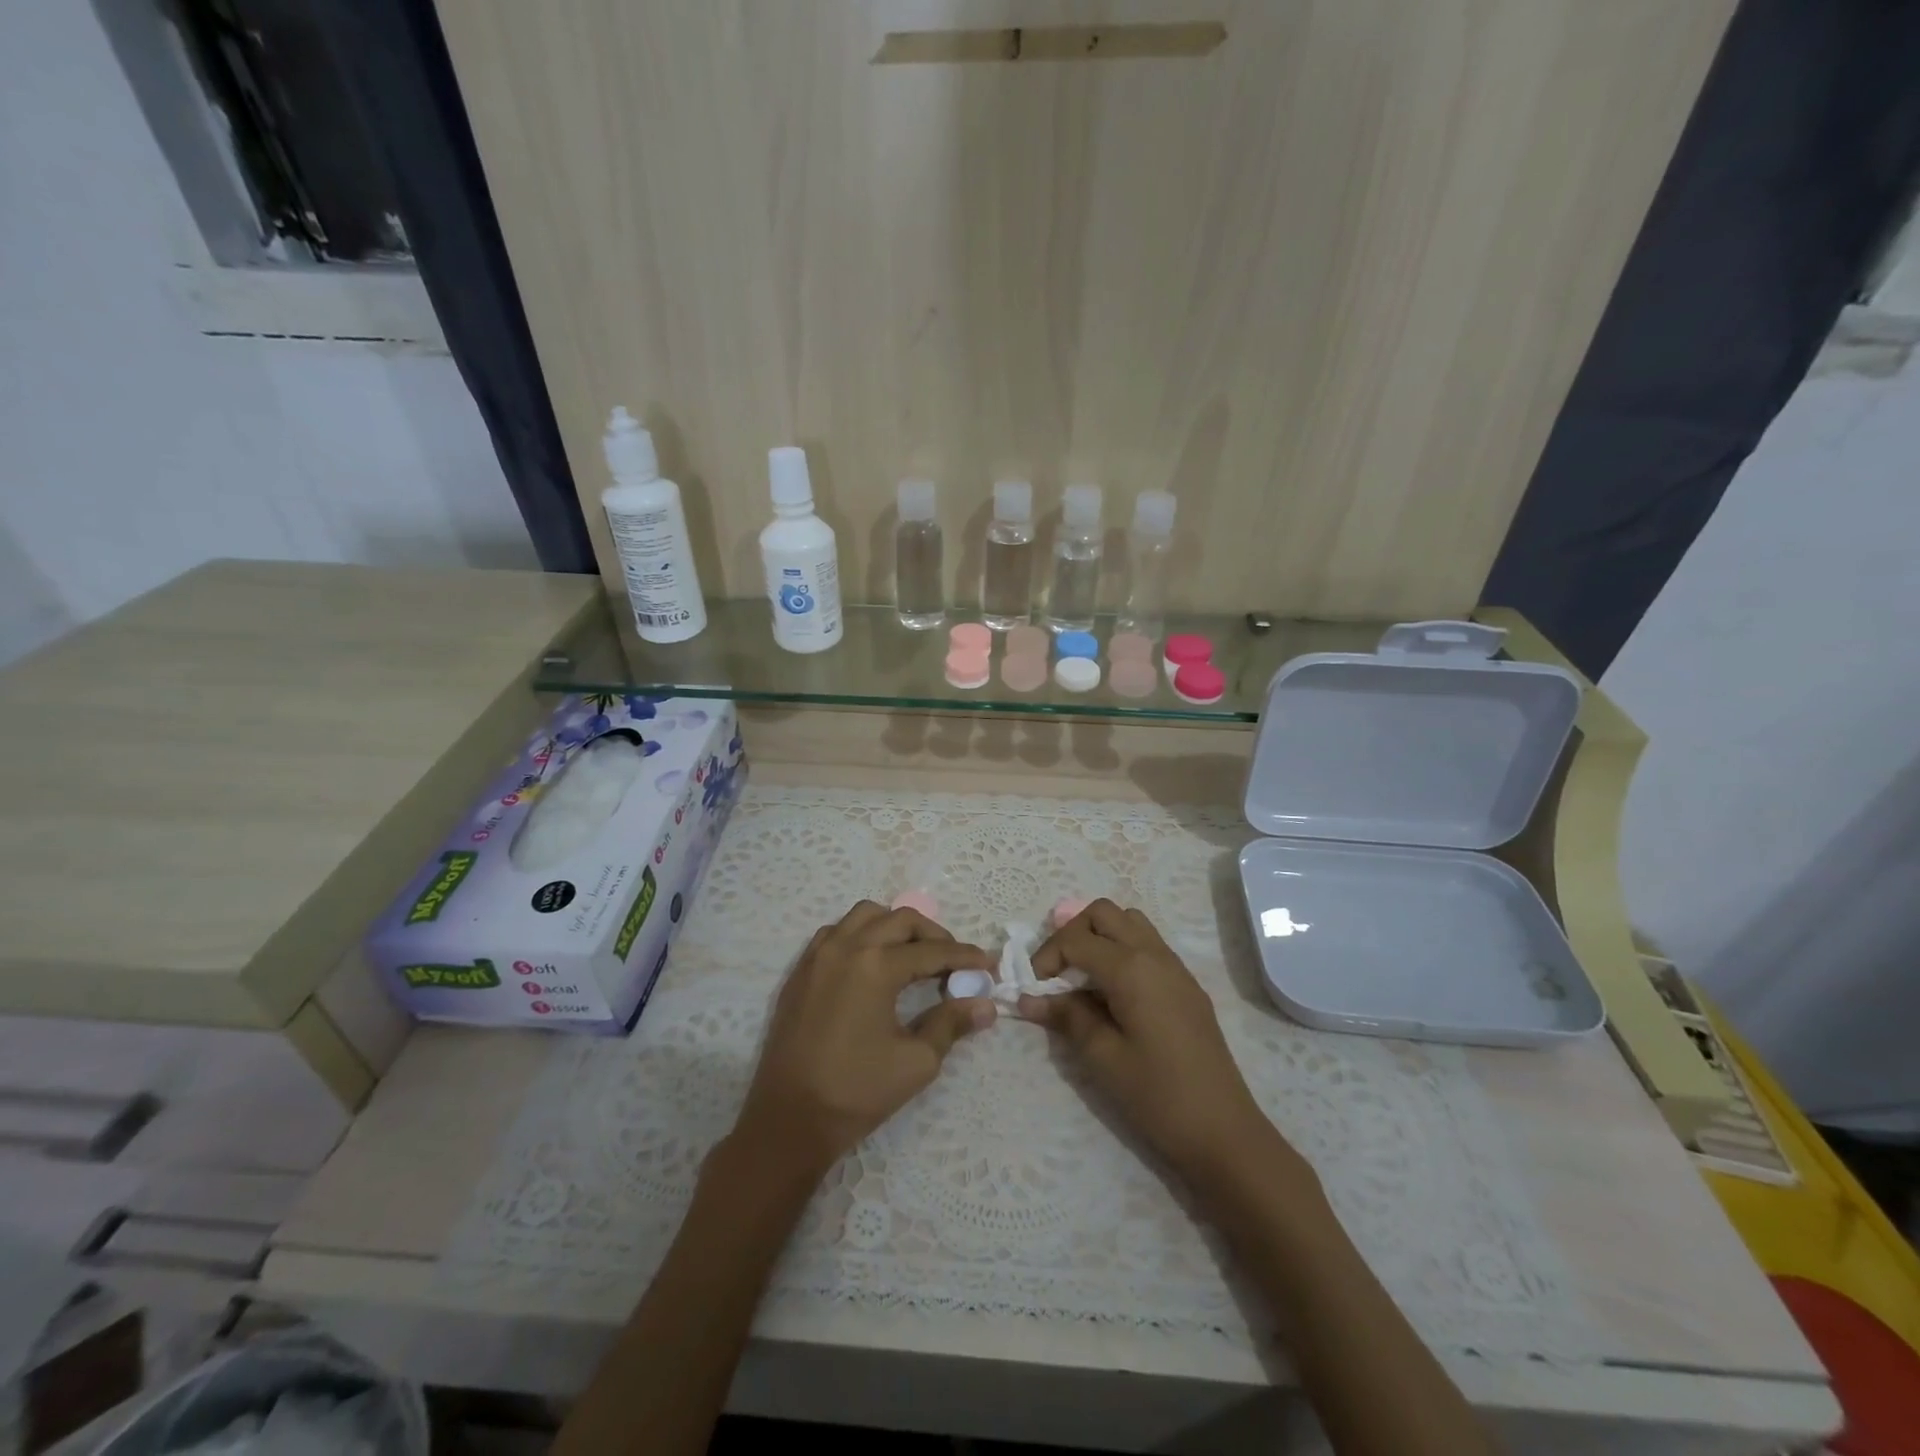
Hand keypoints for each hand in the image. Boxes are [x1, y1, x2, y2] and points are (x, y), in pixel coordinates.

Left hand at [732, 901, 996, 1177]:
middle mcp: (846, 946)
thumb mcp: (916, 1061)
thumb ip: (951, 1023)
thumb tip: (986, 1004)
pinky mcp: (801, 970)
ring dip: (895, 926)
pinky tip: (872, 962)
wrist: (789, 1120)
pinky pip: (835, 932)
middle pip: (900, 920)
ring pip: (864, 916)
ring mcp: (818, 955)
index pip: (931, 950)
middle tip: (954, 961)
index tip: (987, 965)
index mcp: (876, 965)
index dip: (964, 957)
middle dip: (934, 935)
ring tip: (913, 954)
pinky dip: (861, 934)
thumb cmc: (856, 1092)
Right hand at [1025, 900, 1309, 1190]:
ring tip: (1083, 977)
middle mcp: (1154, 954)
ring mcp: (1175, 967)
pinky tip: (1112, 992)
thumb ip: (1066, 1017)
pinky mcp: (1185, 984)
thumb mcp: (1102, 1057)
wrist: (1223, 1131)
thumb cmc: (1157, 1095)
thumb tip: (1029, 999)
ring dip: (1099, 936)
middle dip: (1072, 933)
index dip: (1047, 957)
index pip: (1076, 938)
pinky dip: (1121, 950)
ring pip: (1129, 921)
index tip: (1034, 990)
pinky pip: (1147, 944)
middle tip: (1056, 974)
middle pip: (1103, 913)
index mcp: (1131, 968)